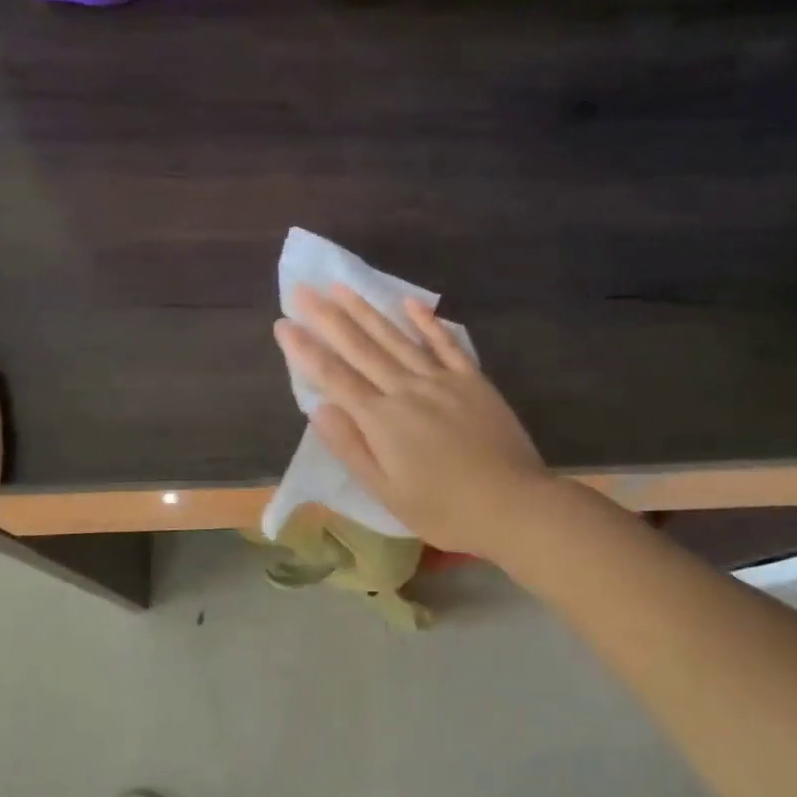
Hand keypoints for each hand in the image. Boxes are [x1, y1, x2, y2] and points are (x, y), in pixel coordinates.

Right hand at [274, 284, 552, 561]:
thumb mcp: (386, 492)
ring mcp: (442, 380)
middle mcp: (406, 389)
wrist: (514, 505)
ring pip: (396, 337)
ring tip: (341, 286)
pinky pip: (445, 343)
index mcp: (382, 420)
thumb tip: (318, 408)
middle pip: (360, 347)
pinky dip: (426, 322)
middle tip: (302, 288)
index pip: (334, 377)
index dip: (306, 350)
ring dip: (367, 310)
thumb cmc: (444, 509)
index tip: (283, 324)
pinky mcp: (472, 380)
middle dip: (327, 317)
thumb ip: (351, 447)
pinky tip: (409, 302)